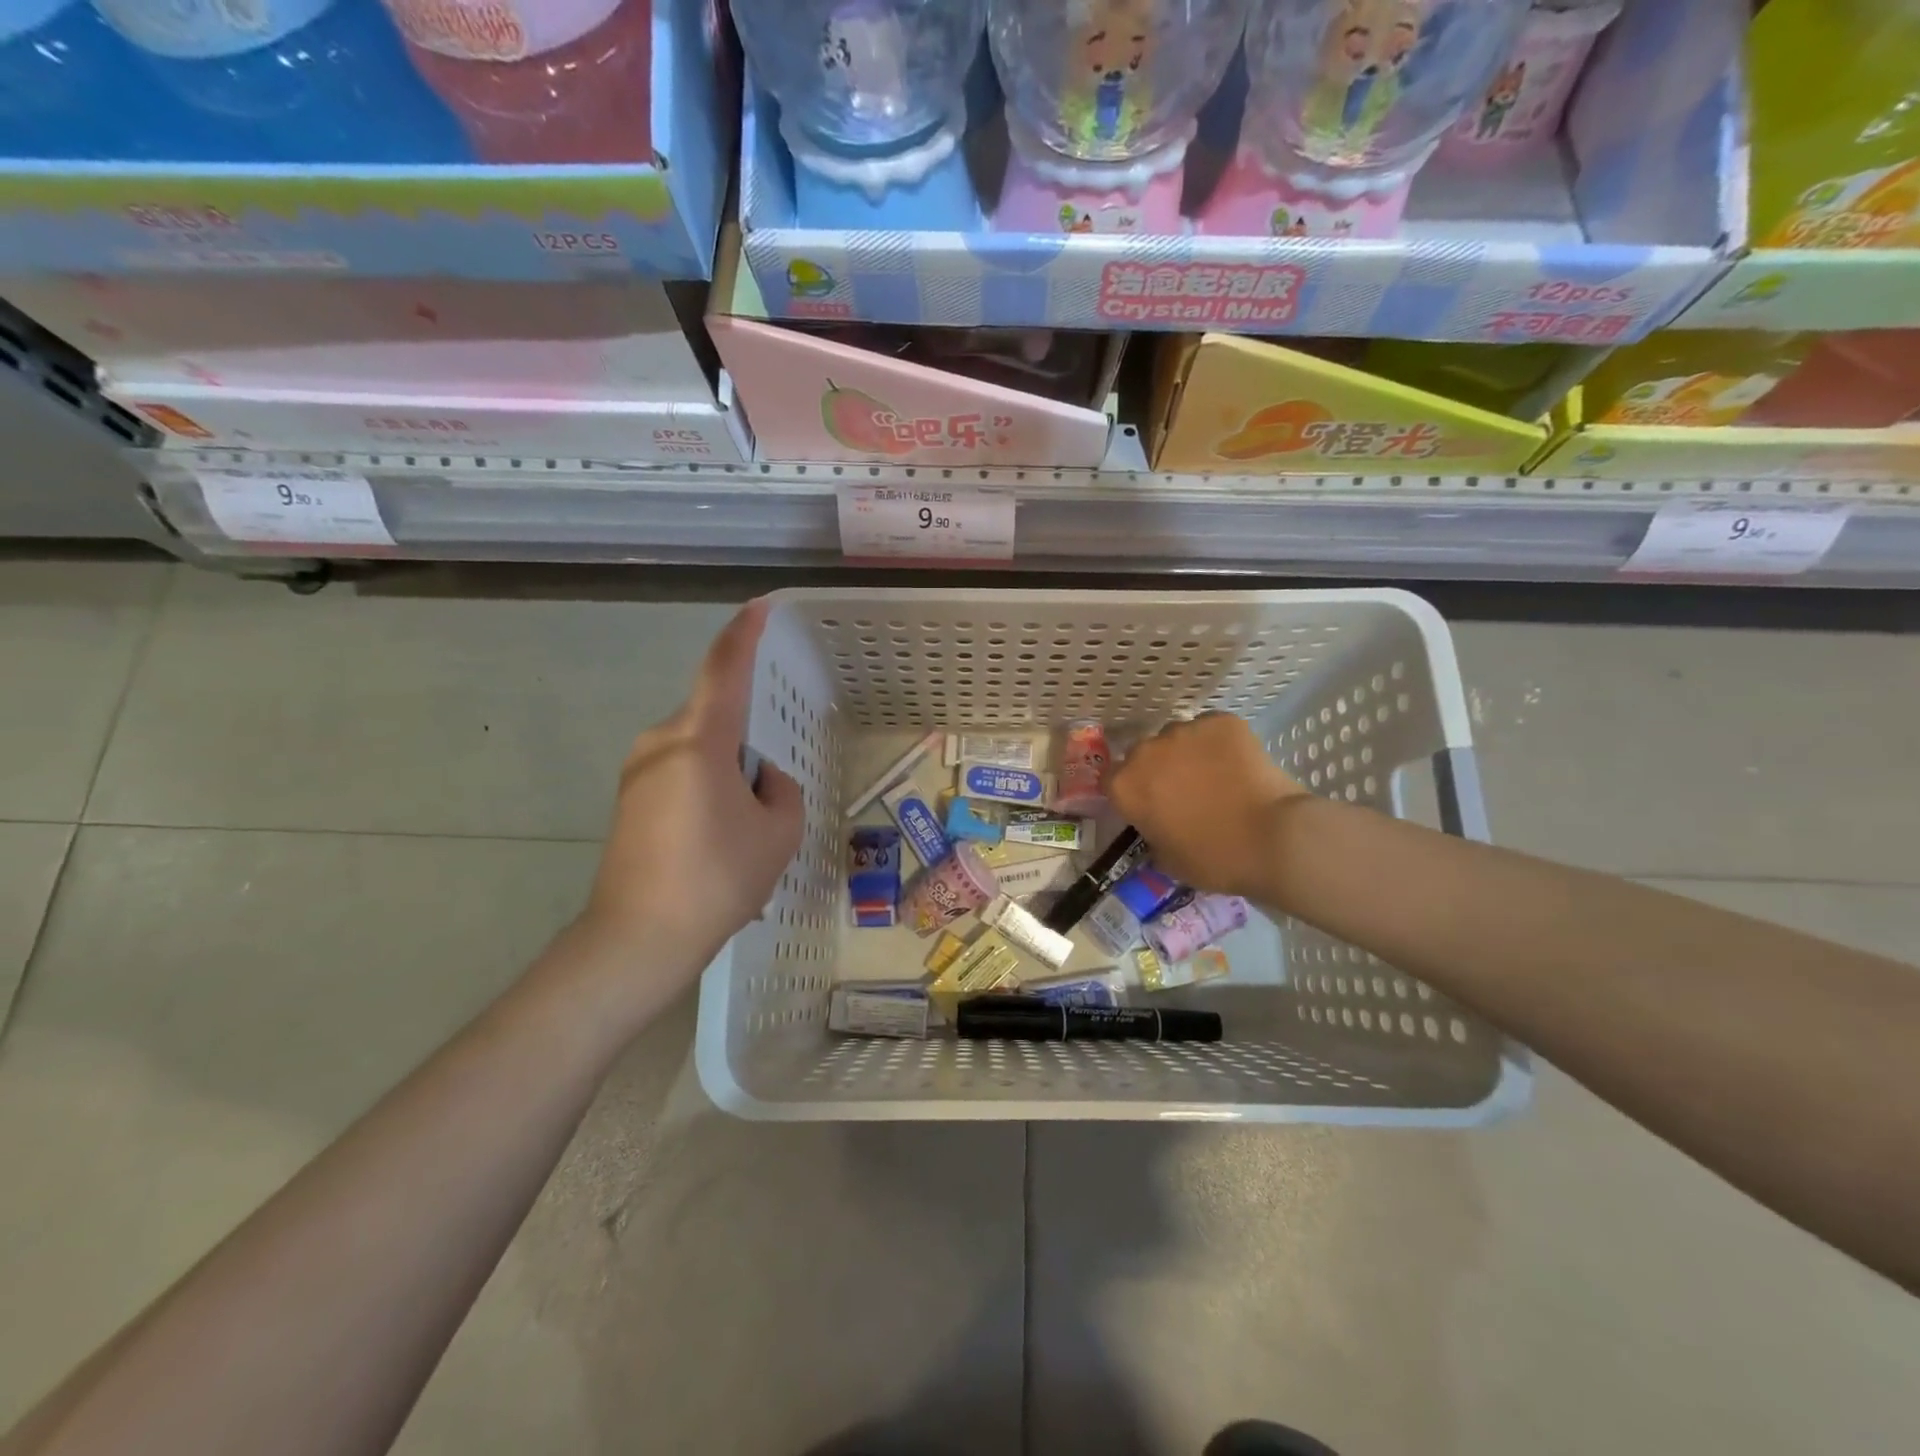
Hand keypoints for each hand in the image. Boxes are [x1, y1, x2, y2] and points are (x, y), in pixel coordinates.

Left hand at [579, 599, 804, 981]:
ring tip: (740, 837)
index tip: (759, 608)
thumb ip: (780, 790)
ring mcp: (636, 771)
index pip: (724, 670)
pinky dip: (706, 793)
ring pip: (700, 751)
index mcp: (698, 740)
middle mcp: (660, 743)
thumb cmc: (717, 878)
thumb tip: (758, 779)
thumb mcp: (778, 832)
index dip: (744, 634)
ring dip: (728, 776)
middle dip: (747, 748)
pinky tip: (714, 846)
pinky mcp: (627, 800)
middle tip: (767, 804)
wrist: (637, 940)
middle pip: (716, 719)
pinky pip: (680, 775)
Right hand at [1108, 713, 1305, 900]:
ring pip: (1178, 738)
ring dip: (1187, 754)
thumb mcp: (1167, 860)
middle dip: (1157, 770)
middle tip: (1183, 793)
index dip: (1130, 793)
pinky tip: (1238, 764)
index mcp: (1126, 786)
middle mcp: (1146, 751)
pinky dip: (1220, 744)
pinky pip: (1211, 730)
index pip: (1112, 780)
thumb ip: (1152, 834)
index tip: (1148, 806)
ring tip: (1215, 776)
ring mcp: (1184, 731)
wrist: (1273, 838)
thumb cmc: (1214, 858)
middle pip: (1143, 755)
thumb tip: (1158, 826)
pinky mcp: (1221, 721)